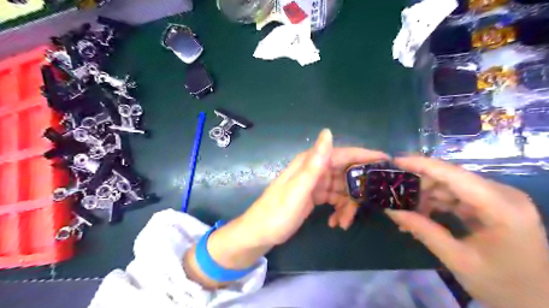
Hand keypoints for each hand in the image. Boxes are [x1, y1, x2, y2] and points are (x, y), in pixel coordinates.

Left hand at [241, 128, 389, 246]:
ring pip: (342, 188)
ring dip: (348, 205)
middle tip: (368, 206)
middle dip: (358, 189)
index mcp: (310, 163)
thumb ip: (314, 163)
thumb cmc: (277, 213)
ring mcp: (315, 183)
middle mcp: (314, 169)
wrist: (260, 234)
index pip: (343, 154)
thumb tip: (328, 132)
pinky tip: (336, 223)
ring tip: (344, 223)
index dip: (365, 155)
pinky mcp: (315, 196)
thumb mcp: (297, 190)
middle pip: (346, 172)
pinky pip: (335, 199)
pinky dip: (339, 210)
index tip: (388, 161)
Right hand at [385, 157, 548, 307]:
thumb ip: (423, 231)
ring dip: (427, 195)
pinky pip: (459, 196)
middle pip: (452, 178)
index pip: (455, 175)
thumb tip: (391, 211)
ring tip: (406, 210)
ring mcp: (500, 199)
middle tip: (395, 195)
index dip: (422, 165)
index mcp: (502, 208)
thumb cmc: (504, 286)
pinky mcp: (494, 205)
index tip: (395, 161)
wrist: (541, 304)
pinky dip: (438, 203)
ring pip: (453, 185)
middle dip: (421, 184)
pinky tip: (422, 215)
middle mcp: (503, 195)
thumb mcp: (458, 260)